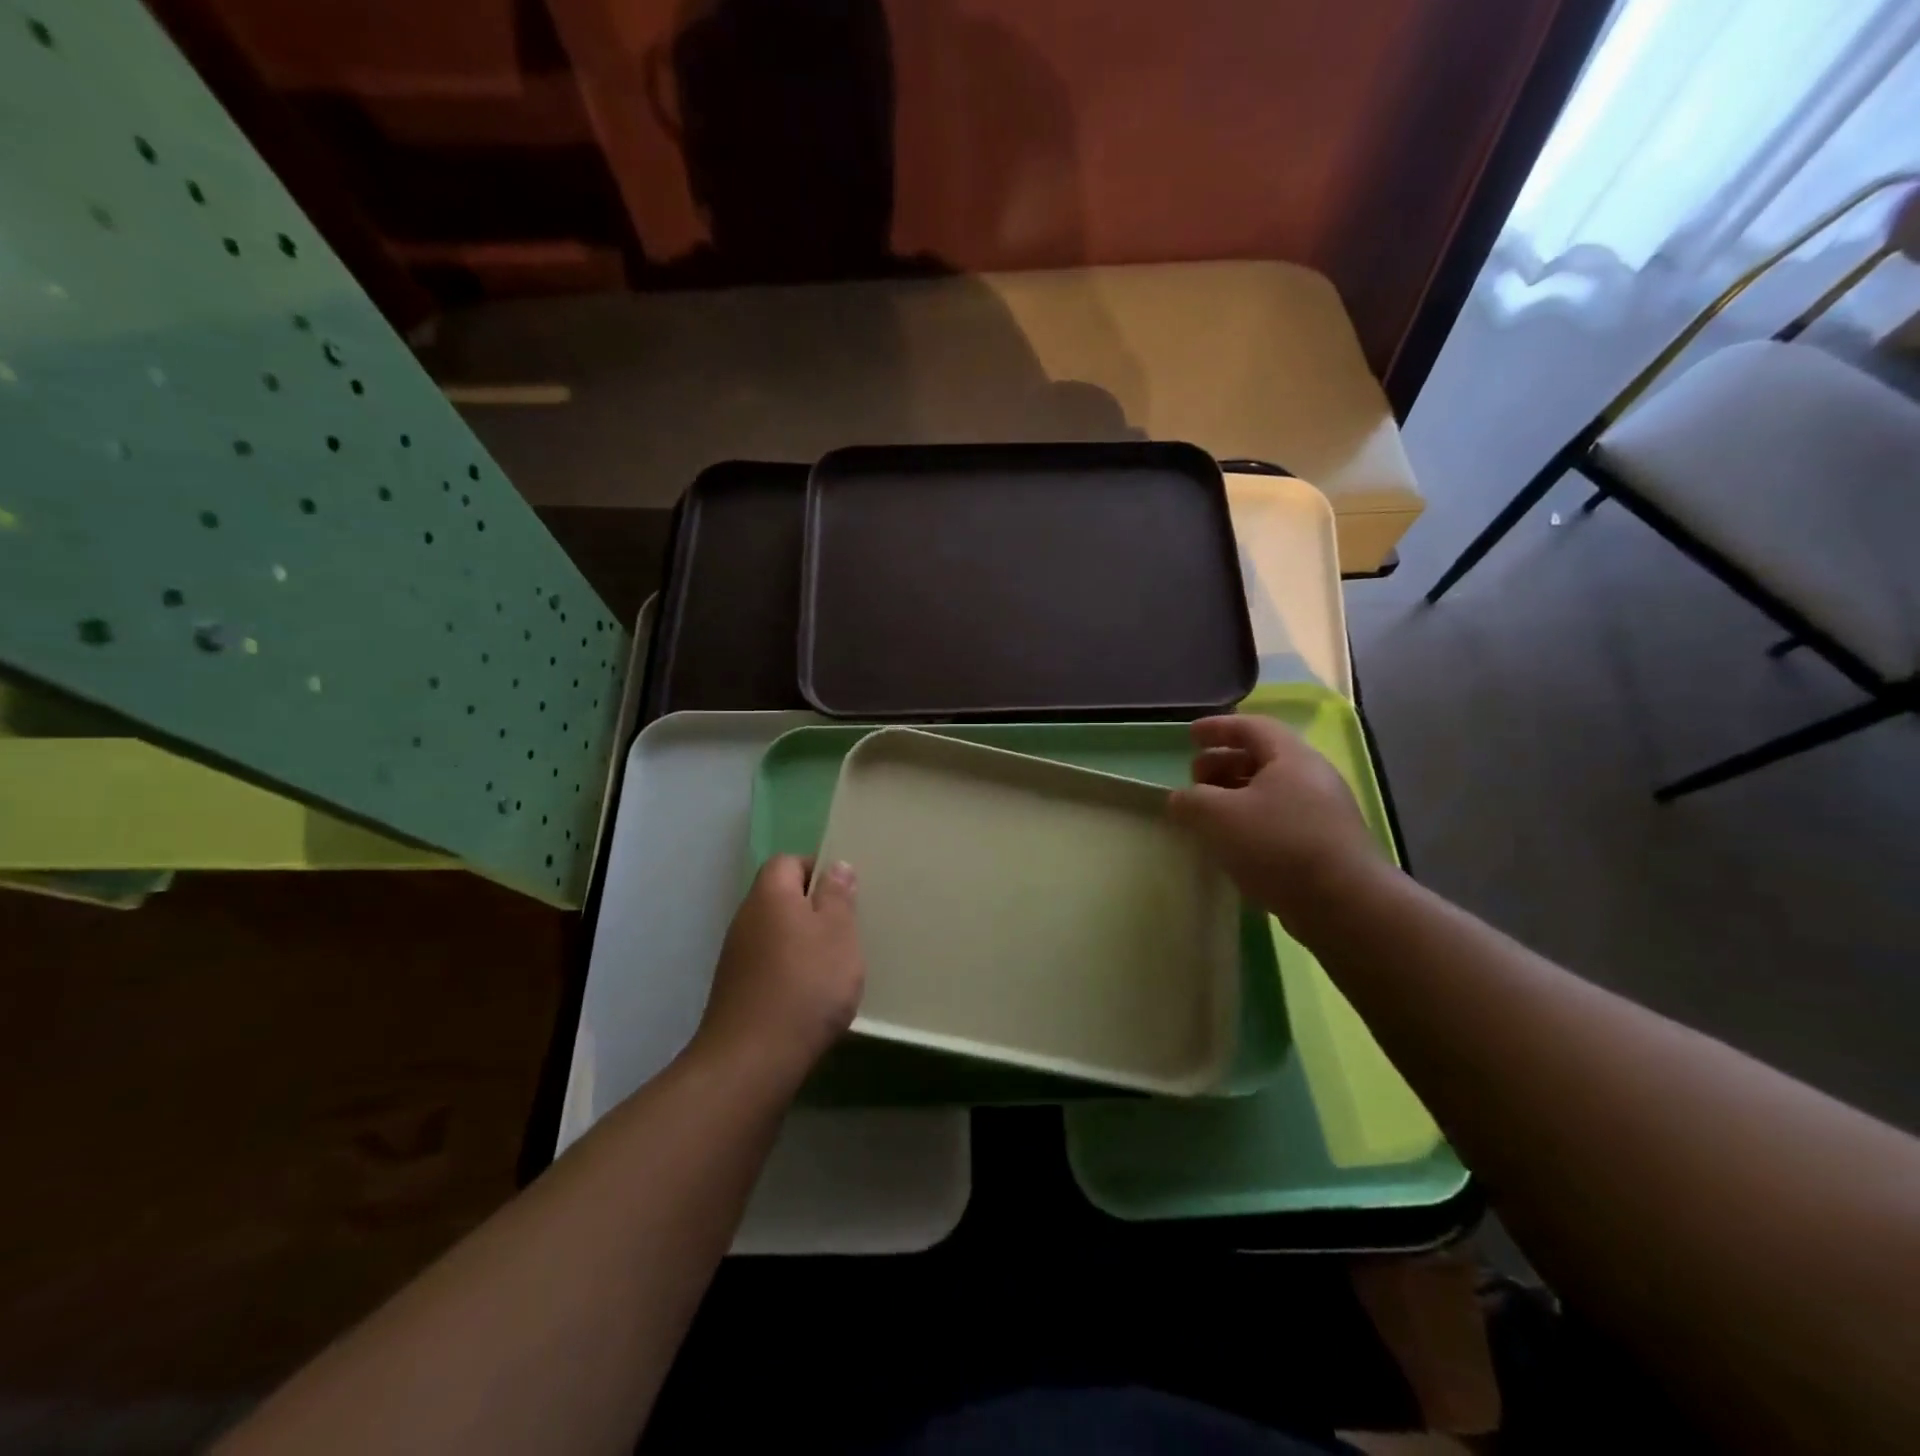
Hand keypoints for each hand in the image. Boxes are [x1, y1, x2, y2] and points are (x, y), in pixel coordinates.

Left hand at [693, 855, 864, 1088]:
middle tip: (844, 929)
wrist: (753, 1059)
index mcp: (770, 895)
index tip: (843, 893)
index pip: (787, 862)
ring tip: (831, 965)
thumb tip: (835, 866)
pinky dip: (787, 970)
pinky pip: (766, 963)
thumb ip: (838, 896)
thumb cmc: (806, 984)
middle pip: (779, 897)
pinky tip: (808, 995)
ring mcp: (735, 956)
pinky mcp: (734, 990)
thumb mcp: (838, 933)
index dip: (815, 869)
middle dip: (811, 908)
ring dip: (800, 941)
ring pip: (774, 932)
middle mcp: (746, 918)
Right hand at [1168, 714, 1387, 931]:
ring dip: (1234, 796)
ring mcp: (1322, 812)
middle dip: (1222, 764)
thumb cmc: (1278, 844)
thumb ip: (1191, 801)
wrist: (1344, 904)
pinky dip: (1250, 822)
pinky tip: (1232, 845)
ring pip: (1270, 792)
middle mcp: (1311, 777)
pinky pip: (1279, 820)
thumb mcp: (1218, 816)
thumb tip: (1180, 799)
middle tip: (1194, 780)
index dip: (1218, 728)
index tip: (1189, 736)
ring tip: (1208, 815)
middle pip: (1260, 758)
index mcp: (1291, 757)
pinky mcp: (1324, 845)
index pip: (1251, 727)